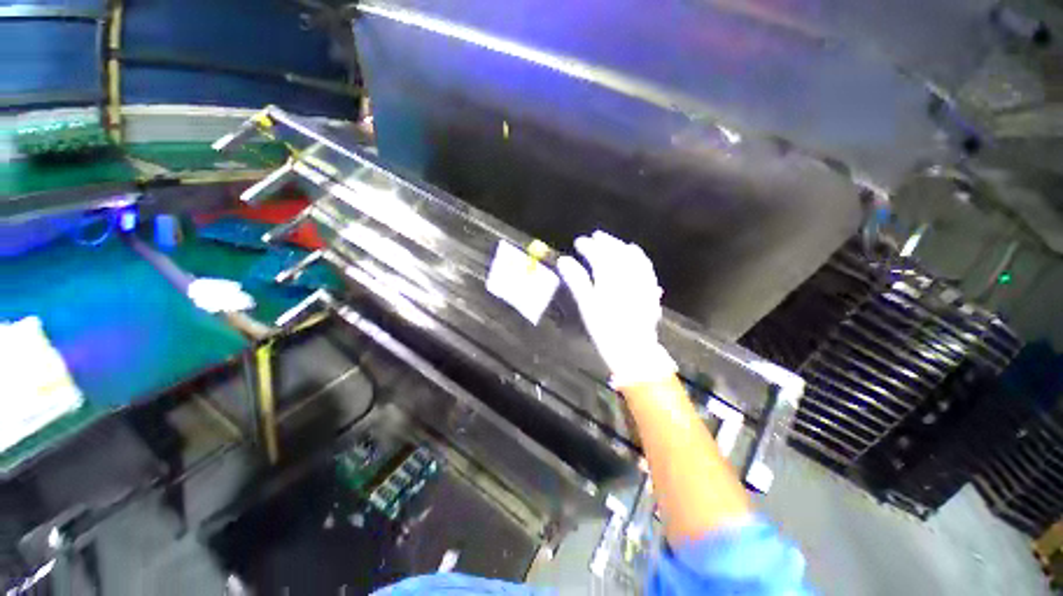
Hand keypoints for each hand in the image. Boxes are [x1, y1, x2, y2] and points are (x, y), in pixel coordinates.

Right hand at [557, 231, 675, 387]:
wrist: (633, 351)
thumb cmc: (606, 331)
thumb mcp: (587, 306)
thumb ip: (577, 281)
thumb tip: (564, 261)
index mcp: (611, 279)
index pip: (599, 256)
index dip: (589, 246)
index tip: (579, 242)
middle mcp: (629, 276)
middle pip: (618, 253)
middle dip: (606, 241)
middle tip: (596, 236)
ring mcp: (642, 283)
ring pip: (633, 258)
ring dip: (622, 247)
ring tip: (614, 242)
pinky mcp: (651, 290)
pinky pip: (646, 268)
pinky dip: (639, 258)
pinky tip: (636, 254)